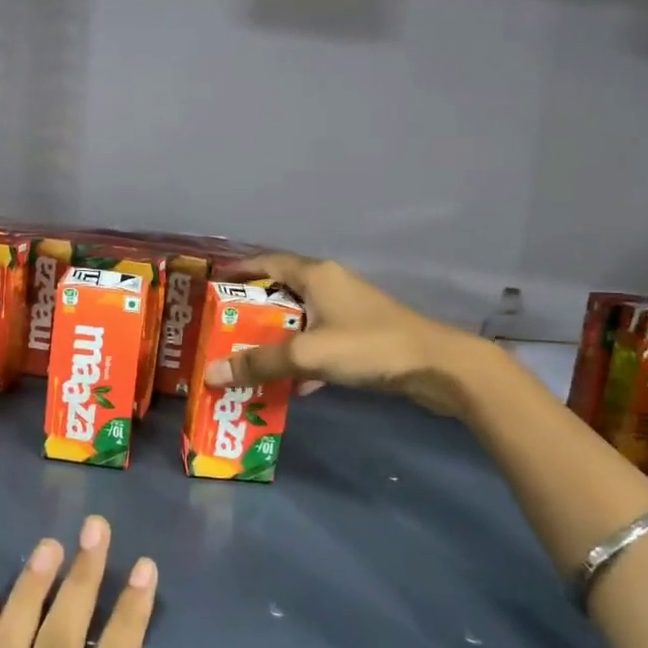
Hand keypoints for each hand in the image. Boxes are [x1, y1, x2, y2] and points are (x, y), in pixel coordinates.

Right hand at [203, 251, 493, 419]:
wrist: (438, 366)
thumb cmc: (368, 346)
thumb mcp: (308, 354)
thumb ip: (259, 363)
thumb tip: (210, 374)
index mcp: (315, 274)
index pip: (265, 262)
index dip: (237, 271)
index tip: (210, 287)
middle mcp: (329, 284)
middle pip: (279, 292)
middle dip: (249, 312)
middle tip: (221, 331)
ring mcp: (347, 310)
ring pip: (299, 319)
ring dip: (275, 338)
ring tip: (246, 359)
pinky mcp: (361, 334)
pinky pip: (318, 340)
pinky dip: (301, 357)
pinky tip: (291, 385)